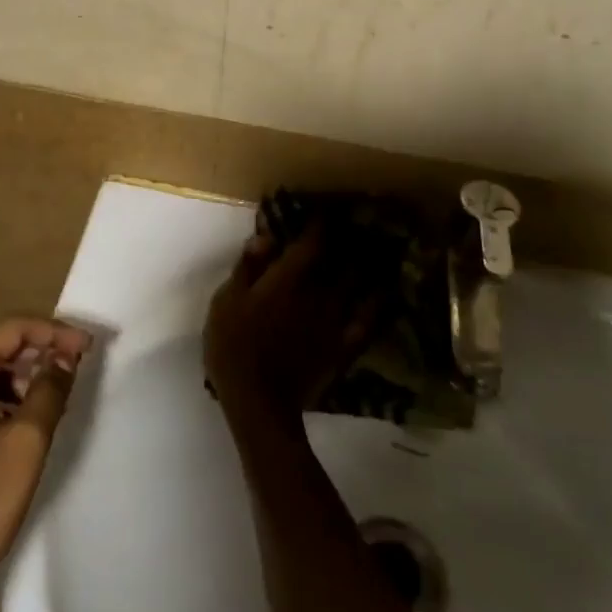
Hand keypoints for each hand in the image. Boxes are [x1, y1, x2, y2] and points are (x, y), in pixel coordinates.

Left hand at [0, 317, 90, 589]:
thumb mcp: (28, 440)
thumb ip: (49, 389)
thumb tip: (65, 357)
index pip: (11, 331)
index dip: (52, 332)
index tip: (87, 346)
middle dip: (39, 351)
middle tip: (77, 365)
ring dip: (22, 376)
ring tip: (57, 393)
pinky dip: (3, 397)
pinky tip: (27, 417)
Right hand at [205, 225, 375, 431]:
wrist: (258, 402)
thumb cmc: (232, 346)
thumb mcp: (226, 300)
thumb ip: (247, 267)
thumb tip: (266, 236)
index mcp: (287, 279)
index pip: (311, 242)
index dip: (321, 223)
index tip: (327, 208)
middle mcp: (317, 293)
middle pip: (342, 259)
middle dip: (350, 238)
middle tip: (358, 222)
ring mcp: (334, 321)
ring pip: (359, 285)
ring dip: (368, 264)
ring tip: (376, 249)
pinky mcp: (343, 347)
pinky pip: (368, 321)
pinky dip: (379, 304)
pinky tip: (385, 293)